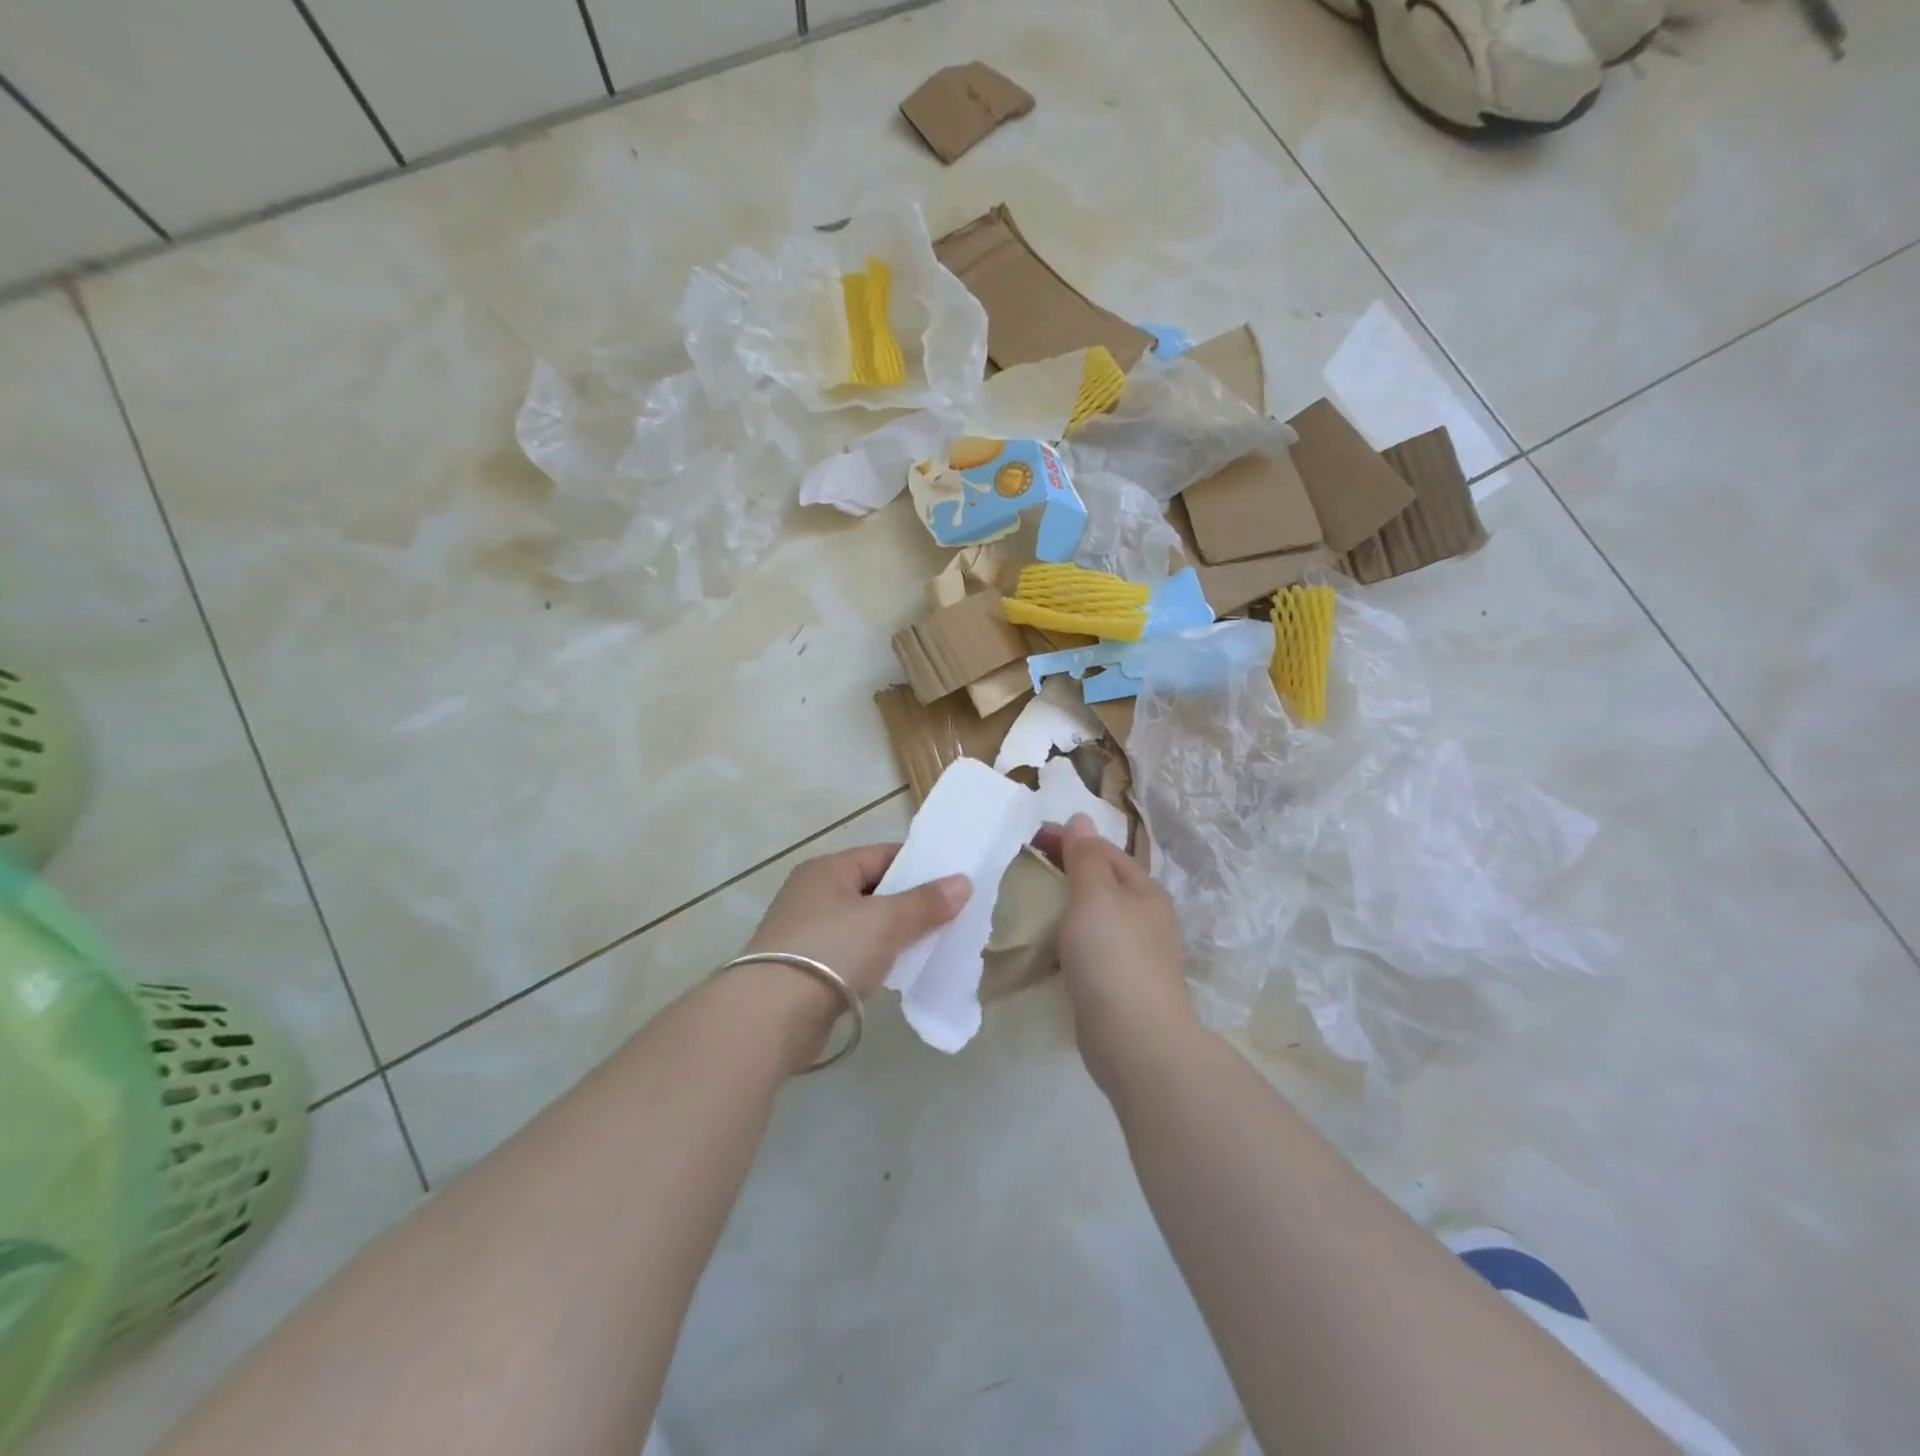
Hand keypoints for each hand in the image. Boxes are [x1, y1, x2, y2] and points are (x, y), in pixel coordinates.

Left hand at [735, 845, 969, 1056]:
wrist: (771, 1017)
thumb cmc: (832, 951)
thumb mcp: (887, 921)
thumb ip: (926, 902)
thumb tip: (963, 882)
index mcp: (827, 870)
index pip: (882, 855)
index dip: (919, 866)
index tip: (953, 882)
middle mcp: (812, 894)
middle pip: (873, 890)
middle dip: (909, 903)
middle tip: (949, 917)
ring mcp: (804, 932)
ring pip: (863, 925)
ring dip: (893, 934)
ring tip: (931, 945)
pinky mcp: (804, 969)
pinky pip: (851, 954)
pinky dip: (874, 959)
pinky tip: (896, 972)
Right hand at [1036, 815, 1197, 1092]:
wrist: (1134, 1039)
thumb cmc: (1114, 956)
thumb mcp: (1096, 895)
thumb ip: (1086, 857)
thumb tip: (1082, 818)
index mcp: (1144, 891)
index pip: (1104, 851)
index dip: (1070, 839)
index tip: (1031, 837)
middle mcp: (1144, 918)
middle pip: (1100, 883)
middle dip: (1065, 872)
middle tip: (1024, 868)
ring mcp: (1133, 954)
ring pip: (1092, 918)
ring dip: (1063, 908)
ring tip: (1027, 905)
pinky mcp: (1117, 985)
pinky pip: (1087, 950)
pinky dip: (1065, 941)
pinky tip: (1043, 948)